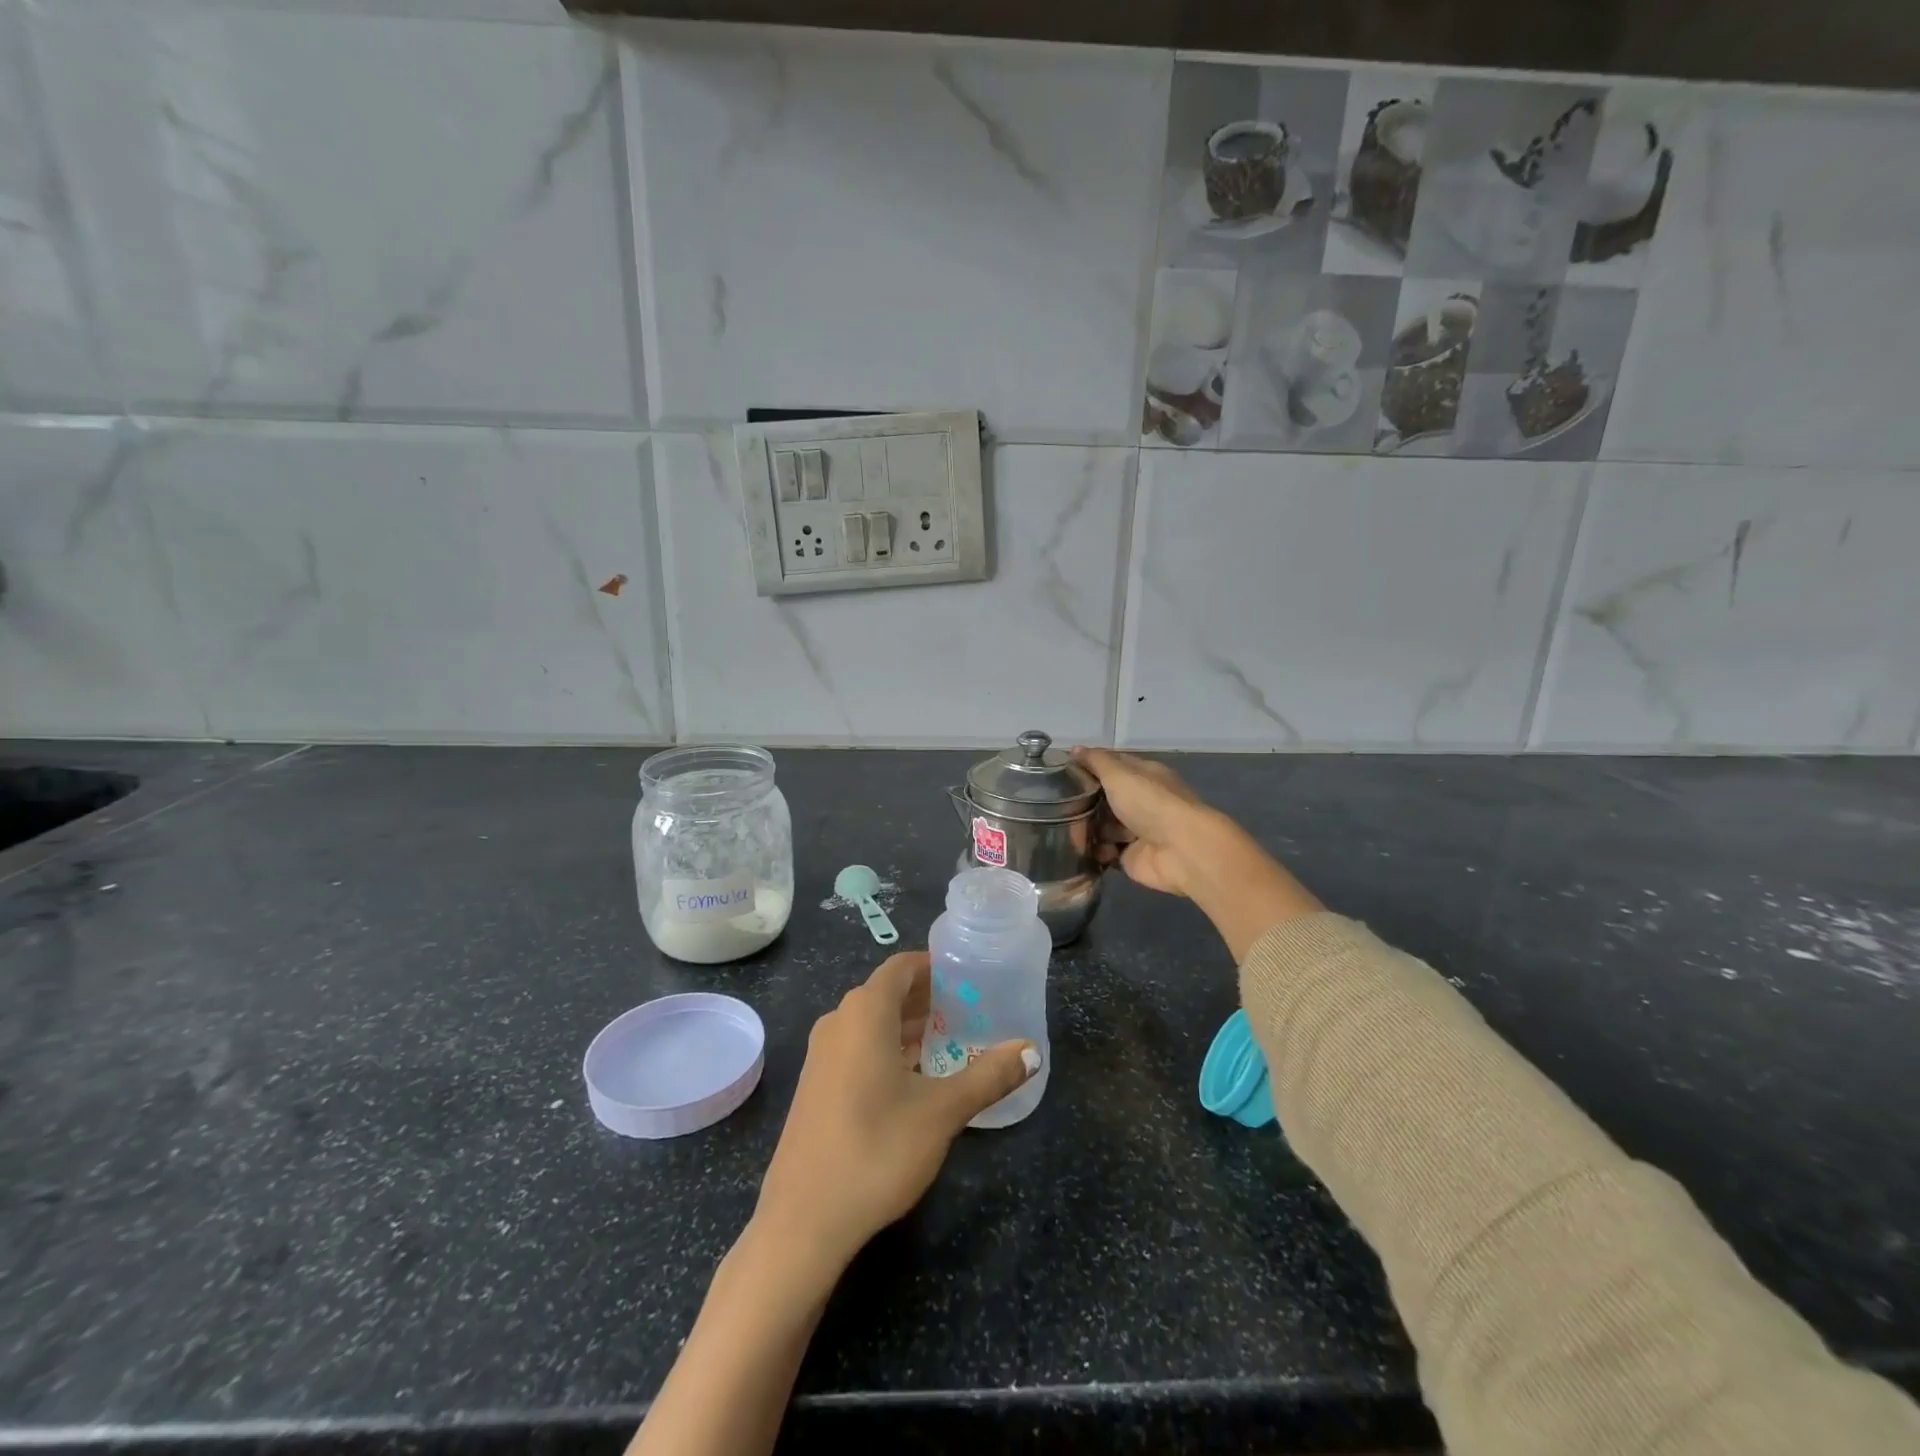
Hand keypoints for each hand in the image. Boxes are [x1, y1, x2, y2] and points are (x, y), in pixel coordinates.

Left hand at [754, 951, 1037, 1272]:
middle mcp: (838, 1022)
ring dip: (908, 1025)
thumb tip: (1031, 1050)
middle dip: (927, 997)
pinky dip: (887, 1048)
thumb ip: (989, 1075)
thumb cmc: (876, 1150)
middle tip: (970, 1010)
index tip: (968, 975)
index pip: (902, 967)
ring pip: (871, 1023)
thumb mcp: (942, 1112)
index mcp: (864, 1012)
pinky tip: (915, 1078)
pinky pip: (857, 1048)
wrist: (802, 1221)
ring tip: (950, 1040)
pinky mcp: (816, 1087)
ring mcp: (822, 1056)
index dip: (934, 966)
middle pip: (887, 992)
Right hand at [1073, 747, 1322, 960]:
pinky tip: (1081, 850)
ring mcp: (1136, 830)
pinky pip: (1105, 852)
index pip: (1111, 765)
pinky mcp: (1130, 856)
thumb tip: (1076, 749)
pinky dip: (1095, 851)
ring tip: (1067, 831)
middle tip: (1056, 806)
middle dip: (1083, 803)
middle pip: (1104, 798)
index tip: (1060, 772)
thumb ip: (1096, 762)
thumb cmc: (1150, 803)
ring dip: (1086, 829)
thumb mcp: (1119, 774)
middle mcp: (1141, 801)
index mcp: (1143, 775)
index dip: (1088, 766)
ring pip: (1102, 826)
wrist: (1181, 850)